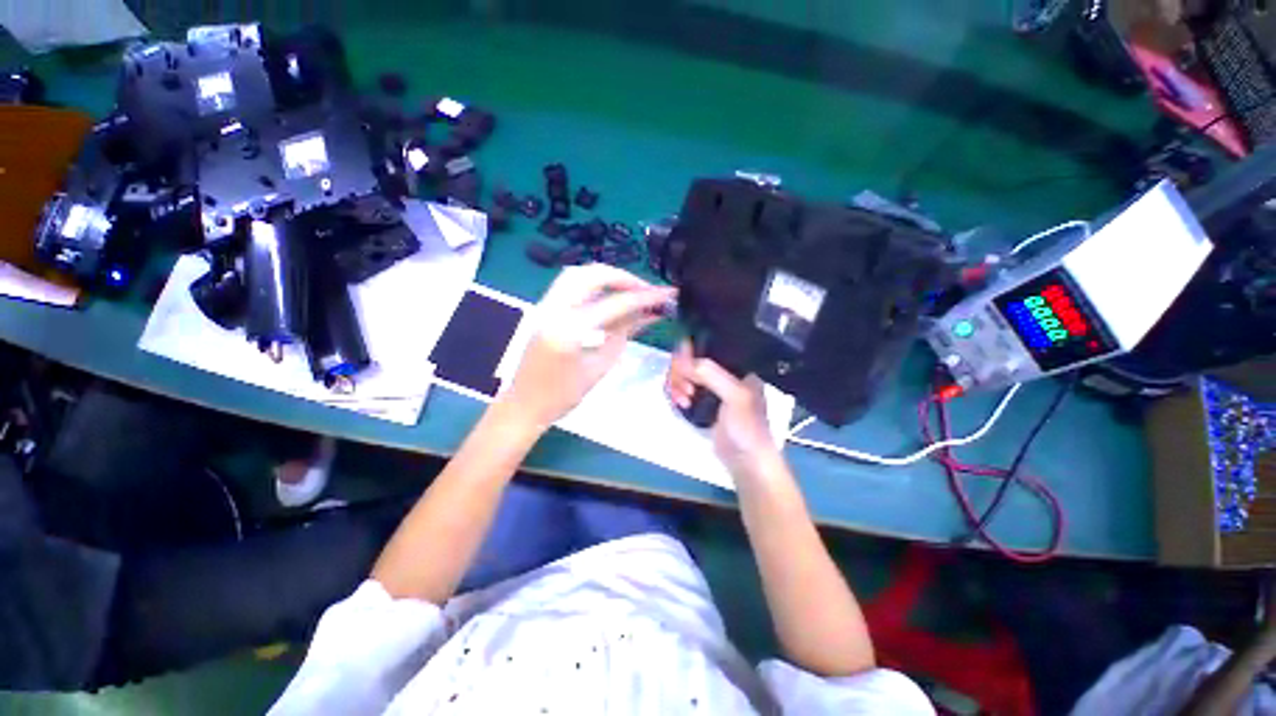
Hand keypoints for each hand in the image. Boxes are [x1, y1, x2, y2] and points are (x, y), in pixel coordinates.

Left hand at [501, 264, 675, 428]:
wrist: (525, 404)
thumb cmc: (564, 395)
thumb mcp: (601, 365)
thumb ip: (625, 333)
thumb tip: (650, 313)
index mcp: (569, 330)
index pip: (614, 304)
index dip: (644, 297)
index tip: (666, 294)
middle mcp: (553, 310)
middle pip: (591, 275)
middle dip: (622, 277)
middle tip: (645, 289)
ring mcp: (544, 306)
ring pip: (577, 274)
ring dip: (606, 277)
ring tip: (629, 289)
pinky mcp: (543, 309)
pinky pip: (569, 285)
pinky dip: (592, 284)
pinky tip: (608, 295)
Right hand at [666, 340, 780, 476]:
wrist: (746, 462)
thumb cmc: (747, 427)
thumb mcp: (735, 396)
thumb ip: (711, 375)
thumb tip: (681, 361)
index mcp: (738, 365)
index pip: (709, 346)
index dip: (691, 351)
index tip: (681, 364)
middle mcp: (723, 372)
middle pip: (691, 359)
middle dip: (682, 373)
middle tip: (686, 390)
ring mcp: (711, 388)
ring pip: (684, 374)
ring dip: (677, 384)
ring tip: (683, 401)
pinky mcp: (701, 402)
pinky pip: (682, 388)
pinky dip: (677, 393)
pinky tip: (680, 404)